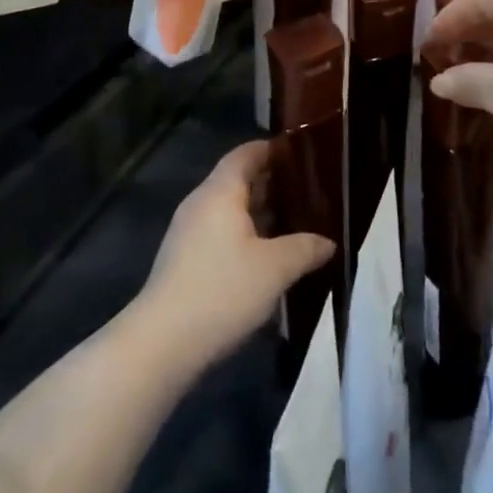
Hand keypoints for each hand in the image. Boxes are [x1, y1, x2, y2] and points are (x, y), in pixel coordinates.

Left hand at [134, 142, 333, 373]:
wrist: (163, 342)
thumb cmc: (223, 290)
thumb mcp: (275, 269)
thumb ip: (305, 249)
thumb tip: (328, 242)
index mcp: (220, 192)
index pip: (245, 154)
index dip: (270, 150)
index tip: (298, 152)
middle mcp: (200, 203)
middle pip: (236, 180)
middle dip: (269, 182)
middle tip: (305, 189)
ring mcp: (187, 232)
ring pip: (228, 209)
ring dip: (257, 211)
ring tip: (292, 221)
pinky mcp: (183, 260)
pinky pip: (219, 231)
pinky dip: (243, 233)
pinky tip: (265, 254)